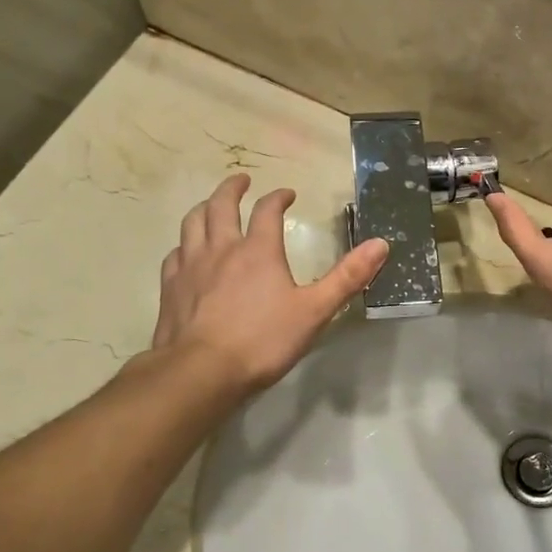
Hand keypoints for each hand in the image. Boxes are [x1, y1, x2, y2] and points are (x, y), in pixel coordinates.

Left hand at [152, 175, 388, 393]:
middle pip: (221, 205)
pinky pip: (175, 255)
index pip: (268, 210)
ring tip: (211, 206)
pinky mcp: (170, 288)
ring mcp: (190, 267)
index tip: (288, 194)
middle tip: (242, 181)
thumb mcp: (315, 311)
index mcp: (258, 250)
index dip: (279, 197)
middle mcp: (221, 248)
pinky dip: (184, 246)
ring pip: (192, 223)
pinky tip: (186, 253)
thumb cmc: (262, 341)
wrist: (201, 371)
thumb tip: (380, 244)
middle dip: (233, 188)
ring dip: (204, 208)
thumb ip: (347, 277)